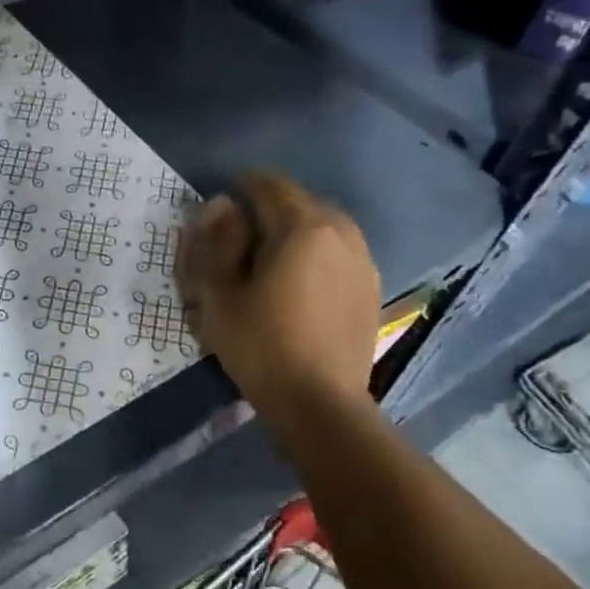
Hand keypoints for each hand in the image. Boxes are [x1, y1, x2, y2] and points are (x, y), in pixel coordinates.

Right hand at [175, 171, 379, 428]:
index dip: (242, 185)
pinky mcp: (371, 288)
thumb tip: (223, 206)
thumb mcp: (220, 293)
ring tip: (270, 257)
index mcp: (302, 227)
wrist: (320, 403)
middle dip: (269, 208)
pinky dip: (316, 253)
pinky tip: (299, 282)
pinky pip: (339, 252)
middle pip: (301, 201)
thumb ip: (218, 241)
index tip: (222, 200)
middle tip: (241, 234)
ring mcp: (363, 261)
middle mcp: (341, 232)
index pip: (269, 185)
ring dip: (295, 230)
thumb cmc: (260, 344)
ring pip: (324, 226)